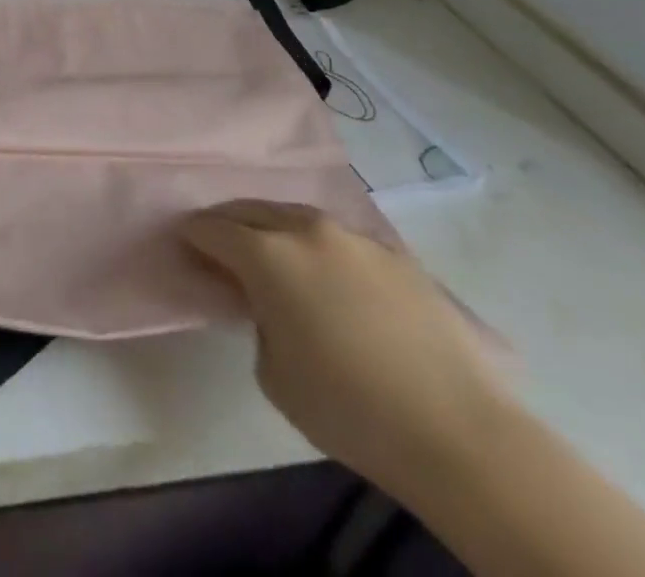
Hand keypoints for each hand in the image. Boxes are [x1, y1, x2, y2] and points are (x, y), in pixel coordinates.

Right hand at [184, 199, 509, 496]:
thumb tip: (270, 304)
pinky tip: (331, 278)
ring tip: (274, 254)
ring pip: (298, 217)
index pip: (212, 228)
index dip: (192, 234)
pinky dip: (321, 248)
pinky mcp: (397, 256)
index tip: (184, 242)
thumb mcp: (273, 371)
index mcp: (267, 254)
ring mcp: (355, 238)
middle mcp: (306, 230)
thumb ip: (258, 319)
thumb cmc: (348, 409)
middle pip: (251, 210)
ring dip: (275, 229)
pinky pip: (341, 240)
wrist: (460, 434)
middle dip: (228, 222)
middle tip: (219, 243)